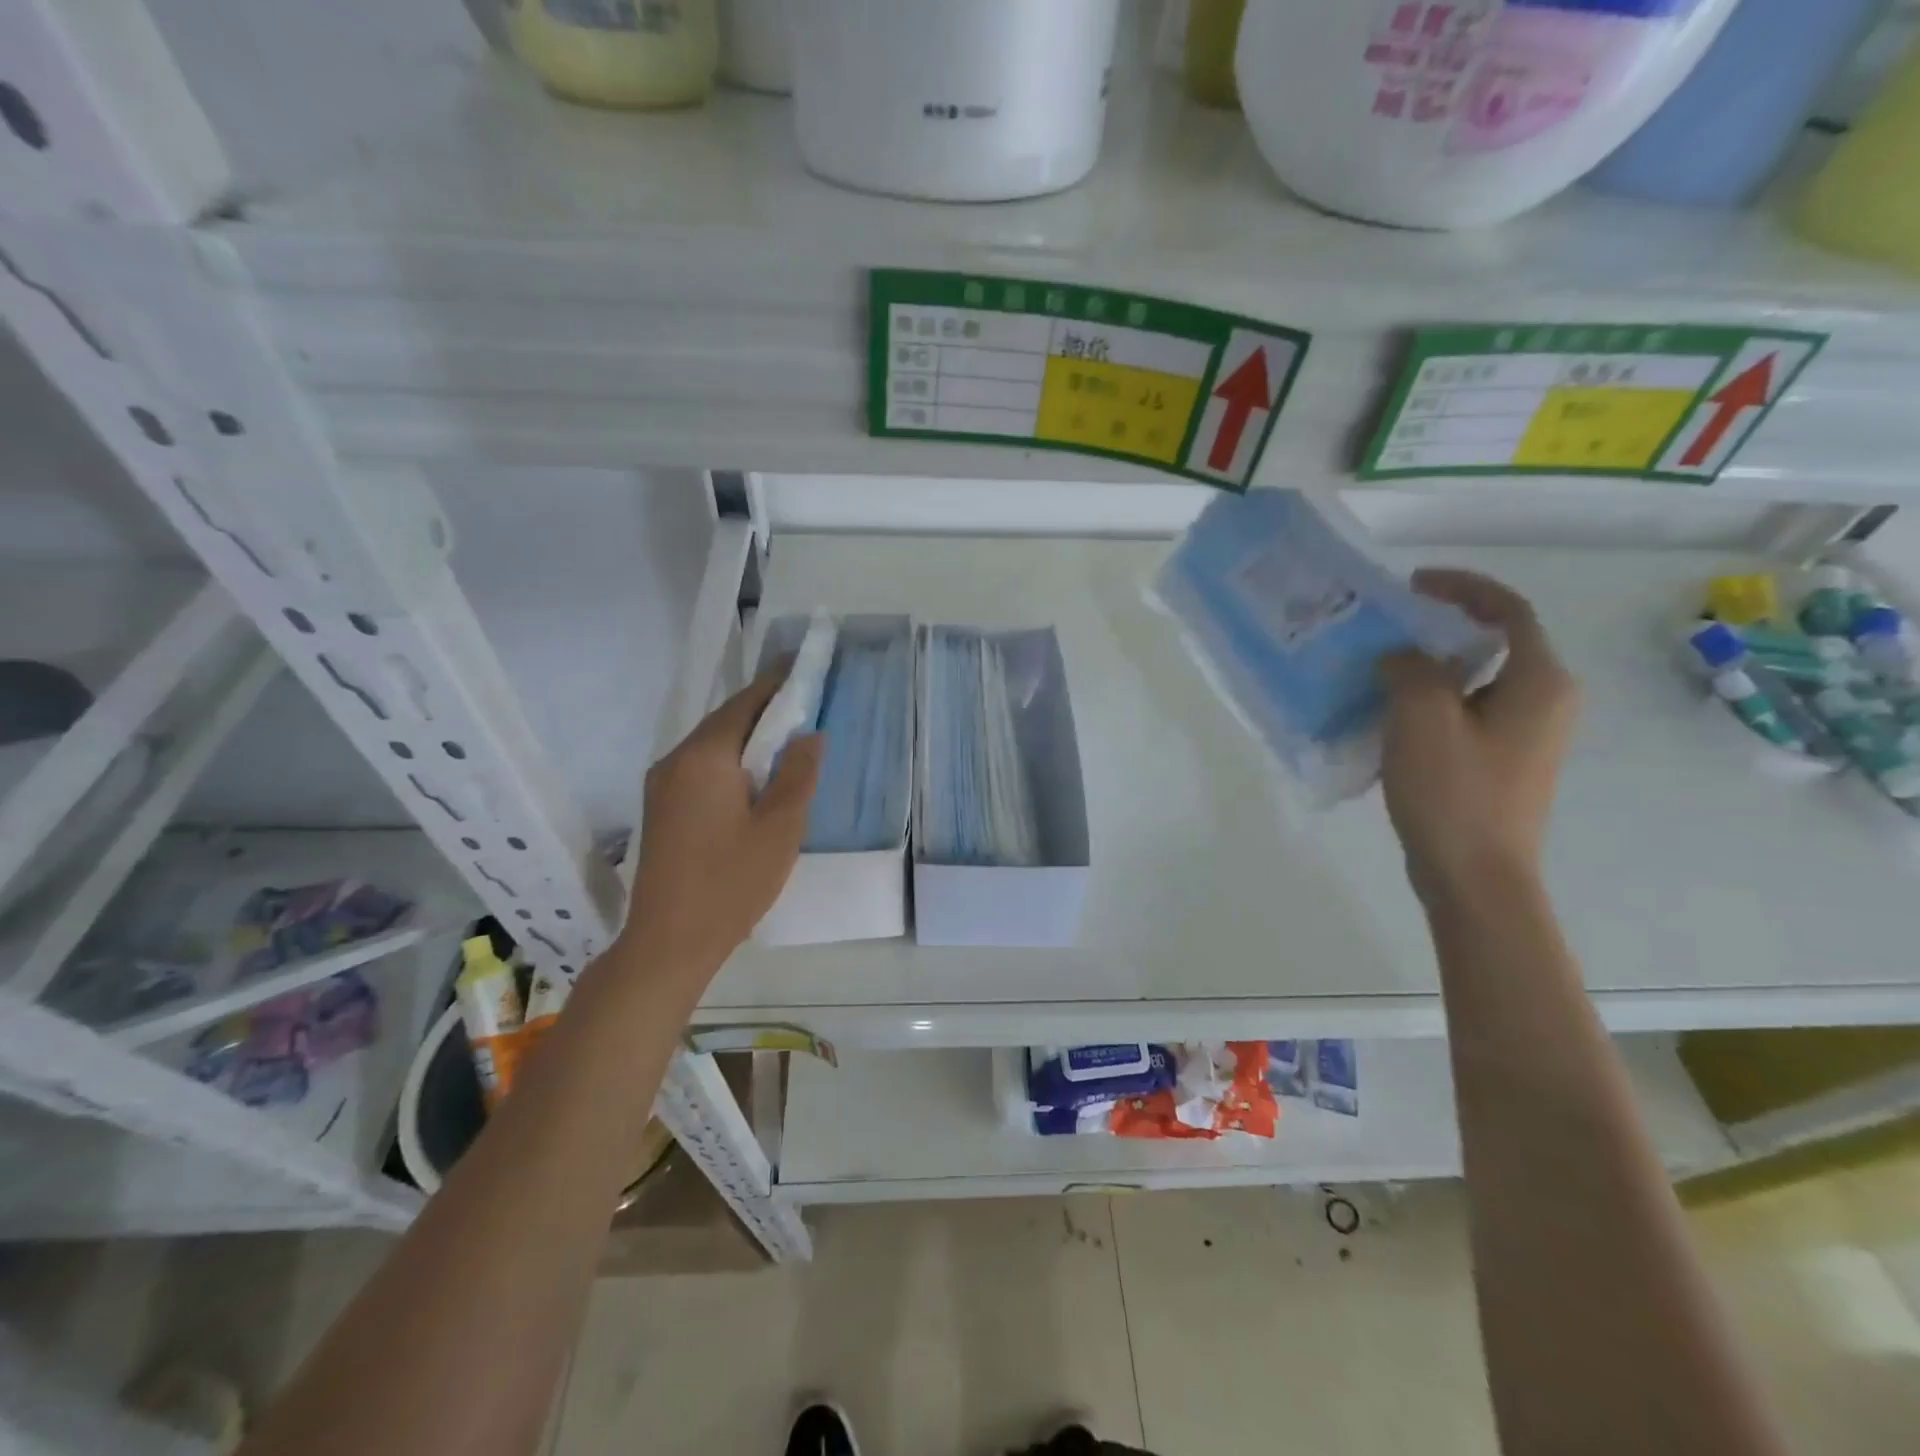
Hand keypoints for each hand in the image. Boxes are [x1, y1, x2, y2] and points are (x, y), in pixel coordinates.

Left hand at [621, 670, 821, 983]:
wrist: (668, 942)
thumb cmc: (732, 883)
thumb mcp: (780, 828)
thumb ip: (798, 774)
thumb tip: (809, 735)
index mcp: (704, 758)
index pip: (744, 704)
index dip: (776, 685)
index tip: (802, 670)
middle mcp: (675, 761)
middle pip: (724, 721)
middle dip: (763, 711)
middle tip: (803, 707)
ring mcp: (661, 785)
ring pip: (711, 746)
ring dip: (746, 739)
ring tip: (785, 742)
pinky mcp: (660, 808)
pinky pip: (700, 768)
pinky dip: (730, 762)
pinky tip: (753, 779)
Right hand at [1378, 569, 1577, 907]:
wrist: (1475, 877)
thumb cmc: (1454, 794)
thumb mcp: (1422, 719)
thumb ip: (1410, 669)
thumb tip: (1401, 655)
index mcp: (1539, 682)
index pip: (1508, 611)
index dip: (1463, 587)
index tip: (1412, 584)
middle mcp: (1545, 701)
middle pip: (1494, 642)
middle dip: (1441, 626)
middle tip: (1388, 624)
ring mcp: (1525, 735)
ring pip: (1476, 679)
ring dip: (1431, 665)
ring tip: (1379, 666)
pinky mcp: (1502, 761)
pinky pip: (1466, 710)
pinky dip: (1431, 698)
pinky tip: (1390, 713)